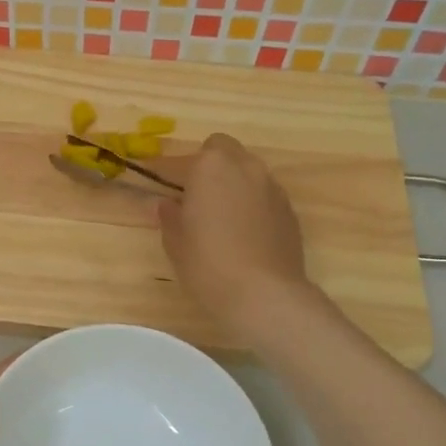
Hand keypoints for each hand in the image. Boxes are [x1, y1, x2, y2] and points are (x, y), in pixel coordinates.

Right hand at [158, 133, 312, 344]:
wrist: (264, 294)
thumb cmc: (208, 263)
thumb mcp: (175, 241)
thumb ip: (168, 215)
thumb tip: (165, 203)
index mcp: (210, 167)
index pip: (180, 160)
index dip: (166, 172)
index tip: (156, 185)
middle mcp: (244, 167)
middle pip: (222, 150)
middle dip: (207, 165)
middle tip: (193, 195)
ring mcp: (271, 187)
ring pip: (247, 170)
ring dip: (231, 182)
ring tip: (219, 216)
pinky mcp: (288, 210)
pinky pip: (263, 194)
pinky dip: (250, 203)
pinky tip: (242, 232)